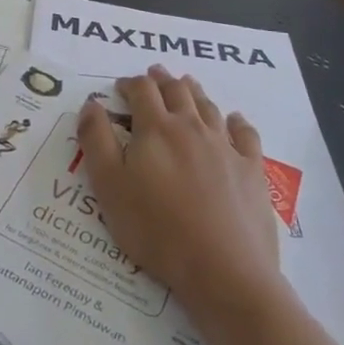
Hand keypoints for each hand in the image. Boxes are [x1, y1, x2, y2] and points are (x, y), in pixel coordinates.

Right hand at [75, 68, 281, 321]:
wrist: (223, 270)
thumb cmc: (157, 229)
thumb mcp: (109, 186)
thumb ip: (96, 140)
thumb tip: (91, 104)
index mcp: (156, 128)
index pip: (141, 90)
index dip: (129, 83)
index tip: (120, 88)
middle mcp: (192, 127)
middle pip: (177, 90)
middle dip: (162, 79)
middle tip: (154, 74)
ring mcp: (225, 146)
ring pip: (208, 106)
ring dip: (194, 91)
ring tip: (187, 84)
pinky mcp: (252, 170)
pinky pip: (245, 134)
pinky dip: (237, 122)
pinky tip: (235, 120)